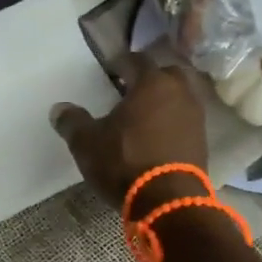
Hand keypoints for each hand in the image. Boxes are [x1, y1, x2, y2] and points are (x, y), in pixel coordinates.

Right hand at [51, 54, 207, 207]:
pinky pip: (185, 120)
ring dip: (162, 102)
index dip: (120, 63)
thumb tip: (59, 109)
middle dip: (148, 78)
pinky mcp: (202, 141)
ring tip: (142, 116)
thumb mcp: (87, 143)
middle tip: (129, 91)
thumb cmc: (125, 162)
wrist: (168, 201)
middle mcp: (179, 92)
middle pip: (165, 74)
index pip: (136, 60)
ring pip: (179, 97)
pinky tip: (156, 136)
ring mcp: (195, 117)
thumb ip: (73, 121)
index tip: (108, 71)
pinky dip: (172, 122)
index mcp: (152, 83)